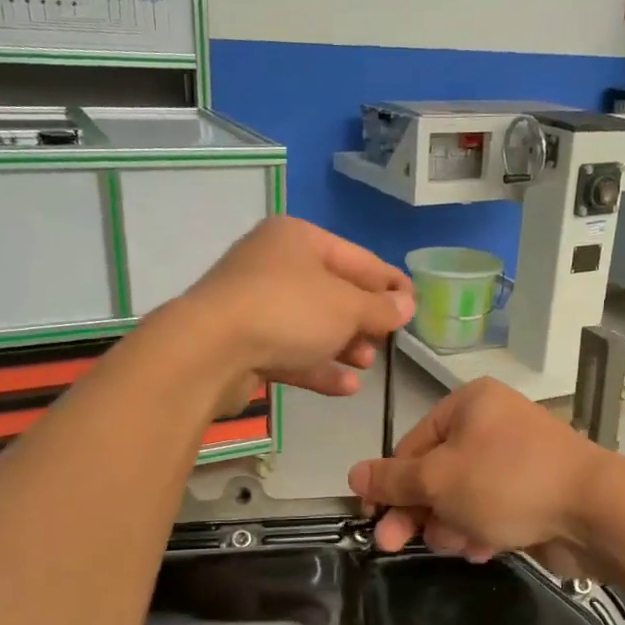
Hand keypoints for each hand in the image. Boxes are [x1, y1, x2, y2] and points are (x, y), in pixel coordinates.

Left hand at [173, 218, 413, 401]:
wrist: (208, 351)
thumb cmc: (287, 311)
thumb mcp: (346, 307)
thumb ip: (380, 307)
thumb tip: (406, 305)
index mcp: (298, 238)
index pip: (357, 258)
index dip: (389, 282)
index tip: (415, 303)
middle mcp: (274, 264)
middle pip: (332, 291)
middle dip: (363, 318)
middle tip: (387, 340)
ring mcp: (254, 304)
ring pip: (310, 324)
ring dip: (343, 345)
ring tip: (367, 364)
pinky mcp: (243, 342)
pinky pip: (290, 350)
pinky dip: (318, 366)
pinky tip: (347, 386)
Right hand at [347, 379, 608, 561]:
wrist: (595, 510)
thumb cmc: (506, 482)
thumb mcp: (438, 480)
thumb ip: (393, 480)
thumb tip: (353, 475)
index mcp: (470, 404)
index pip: (412, 443)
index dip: (390, 482)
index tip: (373, 518)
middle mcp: (493, 424)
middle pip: (437, 471)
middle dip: (419, 510)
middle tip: (392, 545)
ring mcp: (518, 458)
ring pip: (464, 495)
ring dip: (452, 523)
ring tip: (460, 543)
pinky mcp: (536, 490)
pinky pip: (494, 508)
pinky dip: (482, 527)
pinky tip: (483, 548)